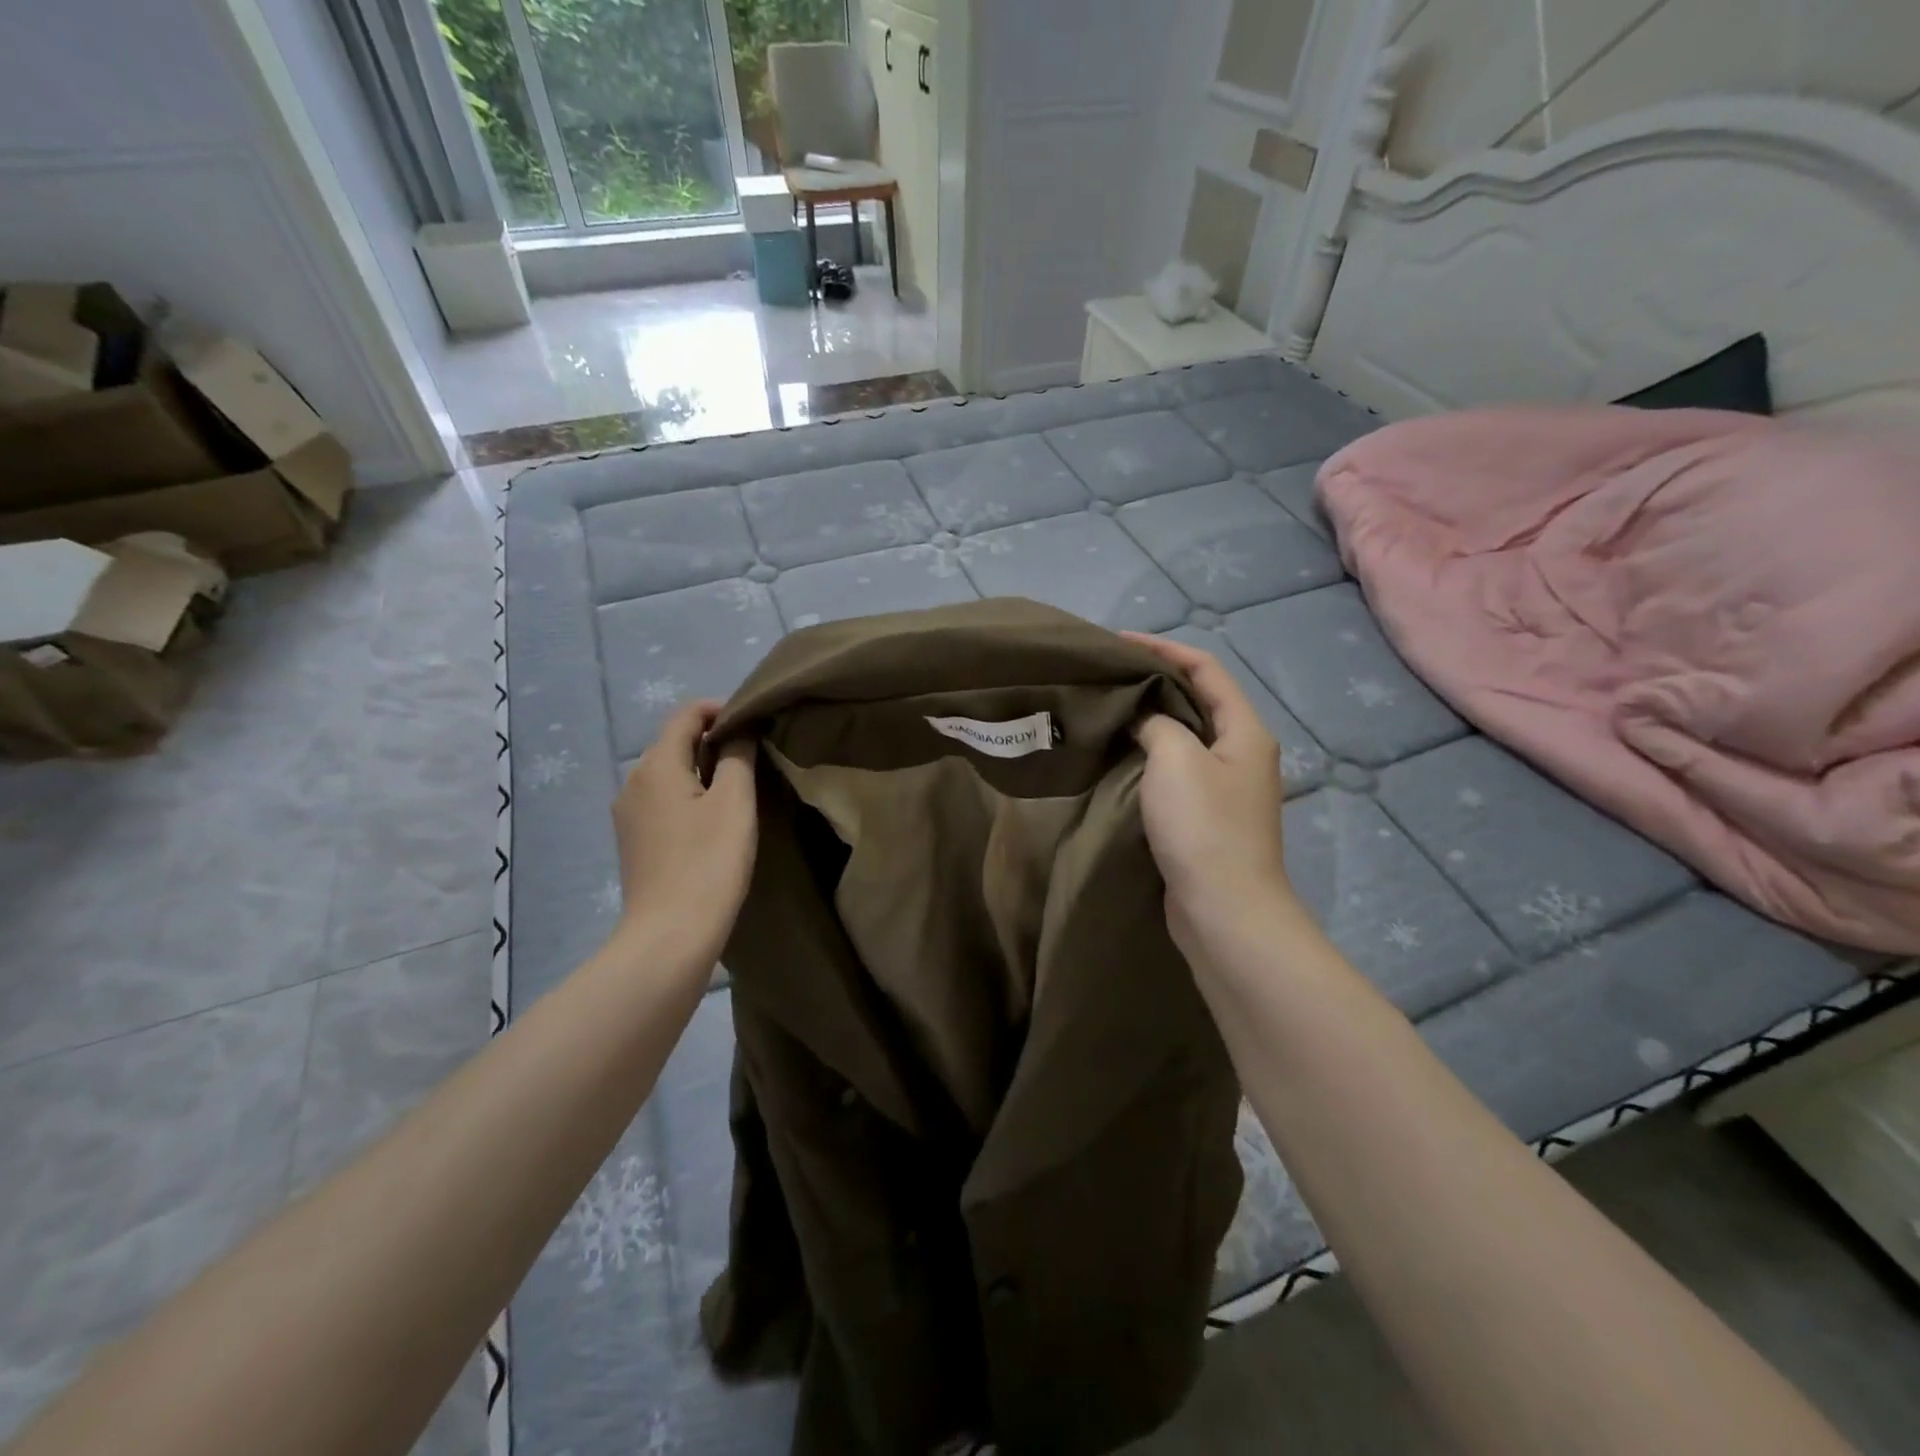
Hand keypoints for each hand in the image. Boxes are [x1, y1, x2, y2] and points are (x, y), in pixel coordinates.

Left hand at [611, 700, 756, 965]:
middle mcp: (632, 781)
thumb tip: (739, 729)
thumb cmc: (709, 862)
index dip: (720, 709)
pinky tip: (713, 819)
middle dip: (713, 740)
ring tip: (739, 786)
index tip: (755, 722)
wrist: (670, 934)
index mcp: (656, 764)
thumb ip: (737, 756)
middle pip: (674, 743)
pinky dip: (689, 795)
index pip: (686, 714)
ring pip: (668, 774)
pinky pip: (663, 801)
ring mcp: (628, 814)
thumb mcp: (735, 802)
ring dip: (702, 769)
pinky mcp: (633, 841)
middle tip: (754, 754)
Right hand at [1121, 634, 1295, 959]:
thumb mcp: (1176, 759)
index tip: (1118, 642)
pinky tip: (1119, 757)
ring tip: (1108, 710)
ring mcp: (1225, 788)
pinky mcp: (1206, 818)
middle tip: (1108, 676)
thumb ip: (1158, 723)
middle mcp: (1241, 753)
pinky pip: (1176, 771)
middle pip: (1197, 701)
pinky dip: (1149, 757)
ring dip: (1150, 721)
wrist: (1223, 909)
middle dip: (1155, 682)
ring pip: (1184, 738)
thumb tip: (1145, 717)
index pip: (1206, 669)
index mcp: (1245, 731)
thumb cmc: (1203, 826)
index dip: (1164, 649)